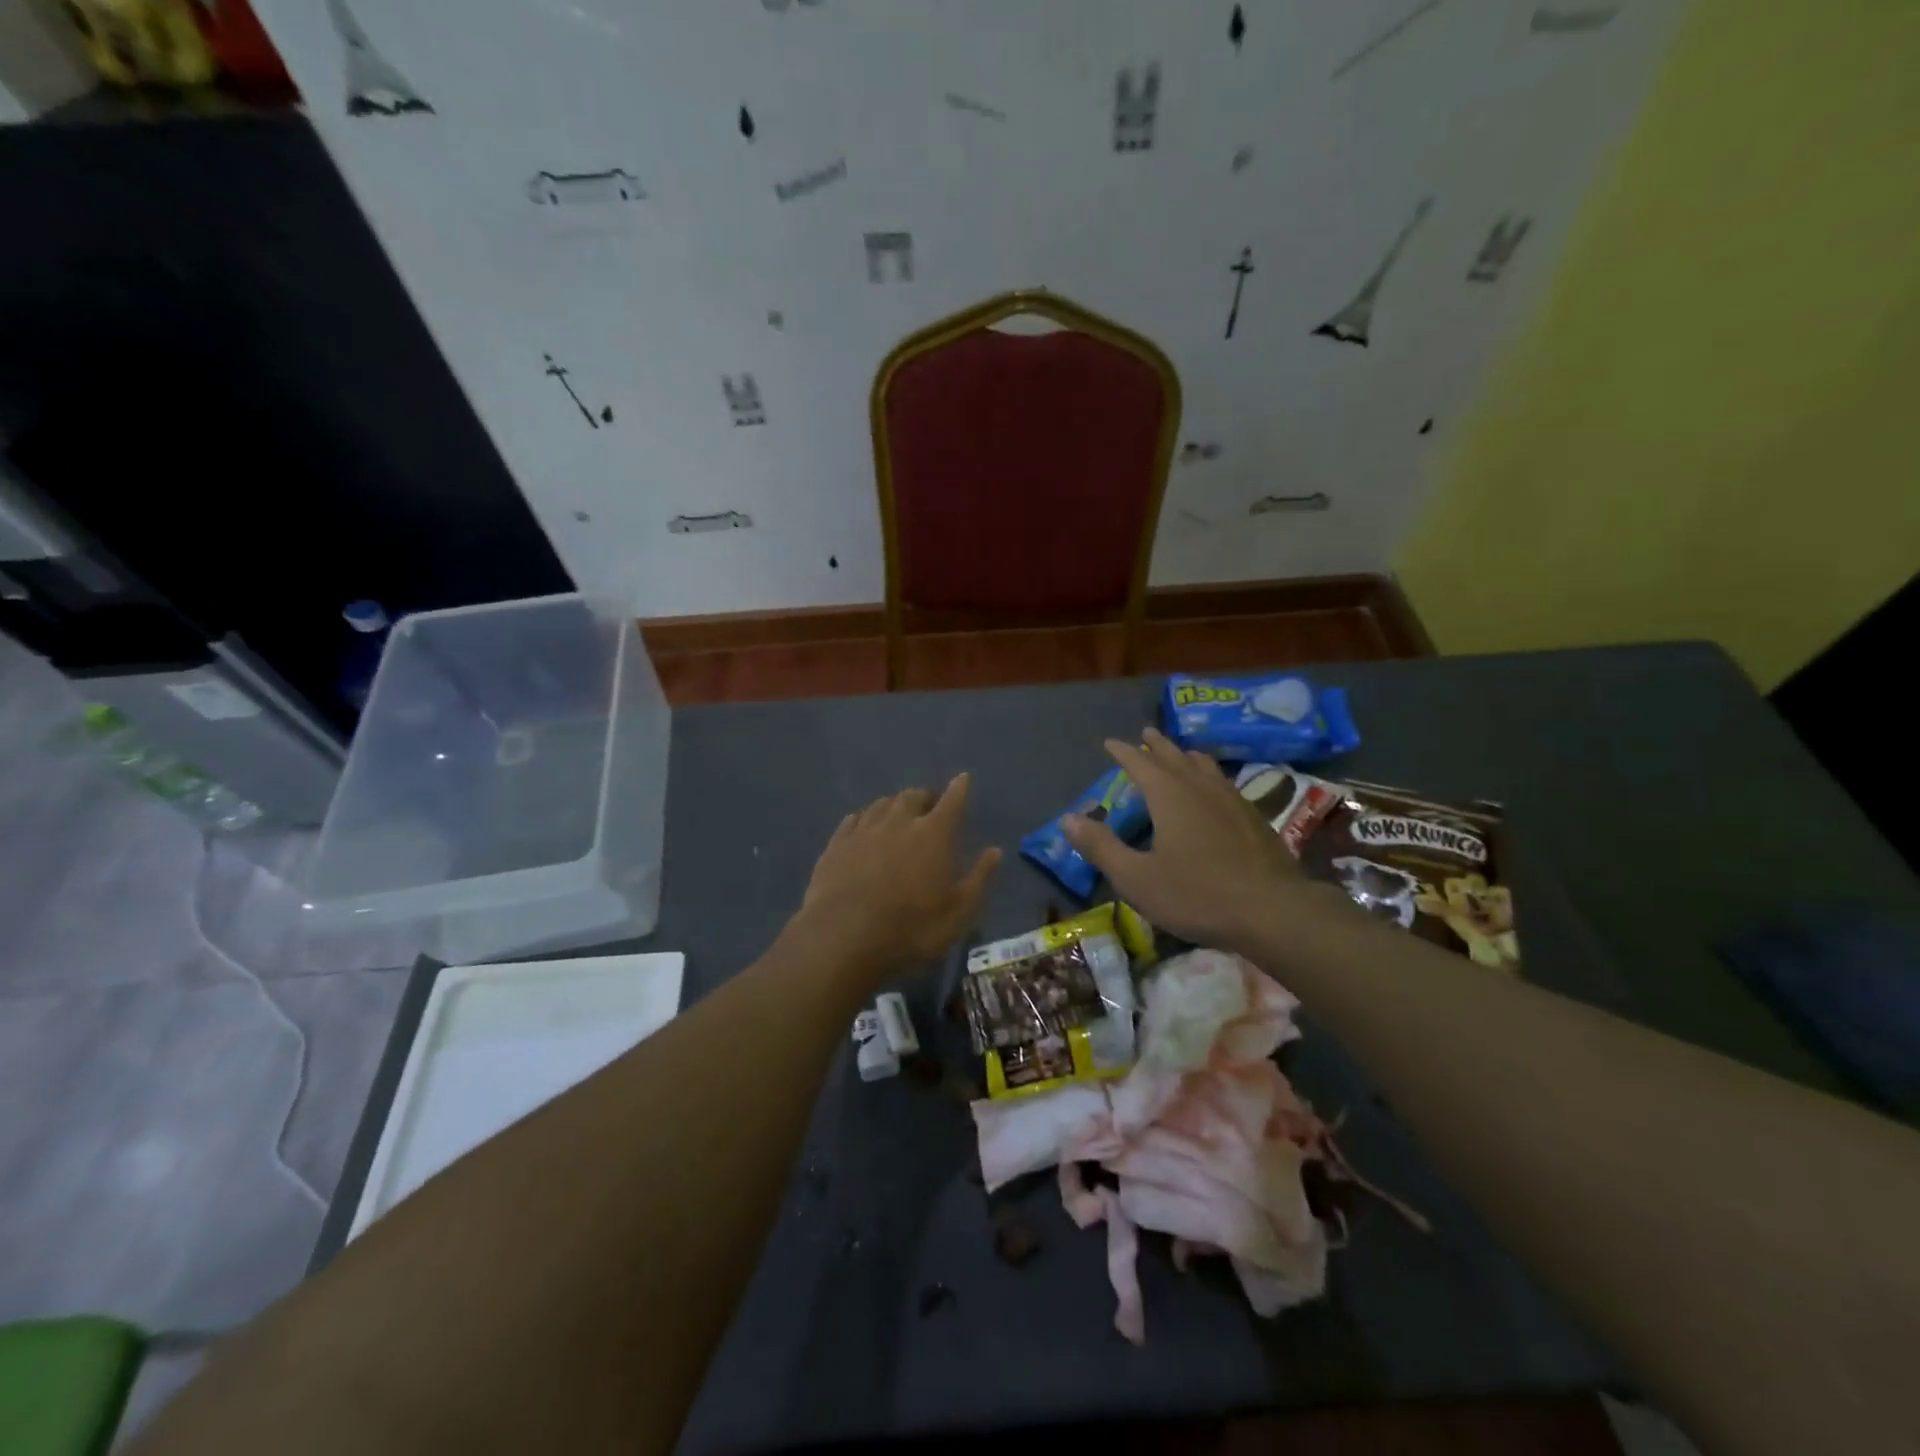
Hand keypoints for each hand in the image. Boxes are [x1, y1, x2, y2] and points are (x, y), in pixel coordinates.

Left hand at [798, 773, 1001, 973]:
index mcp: (934, 834)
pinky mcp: (836, 844)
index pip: (952, 801)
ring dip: (894, 805)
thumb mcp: (958, 913)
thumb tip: (994, 851)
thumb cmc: (910, 928)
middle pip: (914, 796)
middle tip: (930, 807)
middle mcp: (899, 822)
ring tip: (898, 814)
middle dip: (925, 797)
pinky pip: (853, 820)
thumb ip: (979, 878)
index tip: (963, 779)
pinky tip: (863, 827)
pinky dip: (865, 818)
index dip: (959, 788)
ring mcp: (864, 830)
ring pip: (882, 804)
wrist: (842, 937)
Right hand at [1063, 727, 1305, 951]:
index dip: (1123, 752)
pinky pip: (1225, 783)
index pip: (1140, 763)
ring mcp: (1232, 800)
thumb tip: (1068, 819)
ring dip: (1187, 756)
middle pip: (1175, 757)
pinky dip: (1210, 775)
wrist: (1273, 911)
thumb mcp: (1136, 878)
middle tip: (1146, 733)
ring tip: (1181, 753)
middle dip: (1157, 745)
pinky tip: (1216, 790)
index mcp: (1169, 796)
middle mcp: (1200, 787)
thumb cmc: (1196, 894)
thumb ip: (1101, 846)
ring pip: (1205, 767)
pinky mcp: (1254, 818)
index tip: (1110, 742)